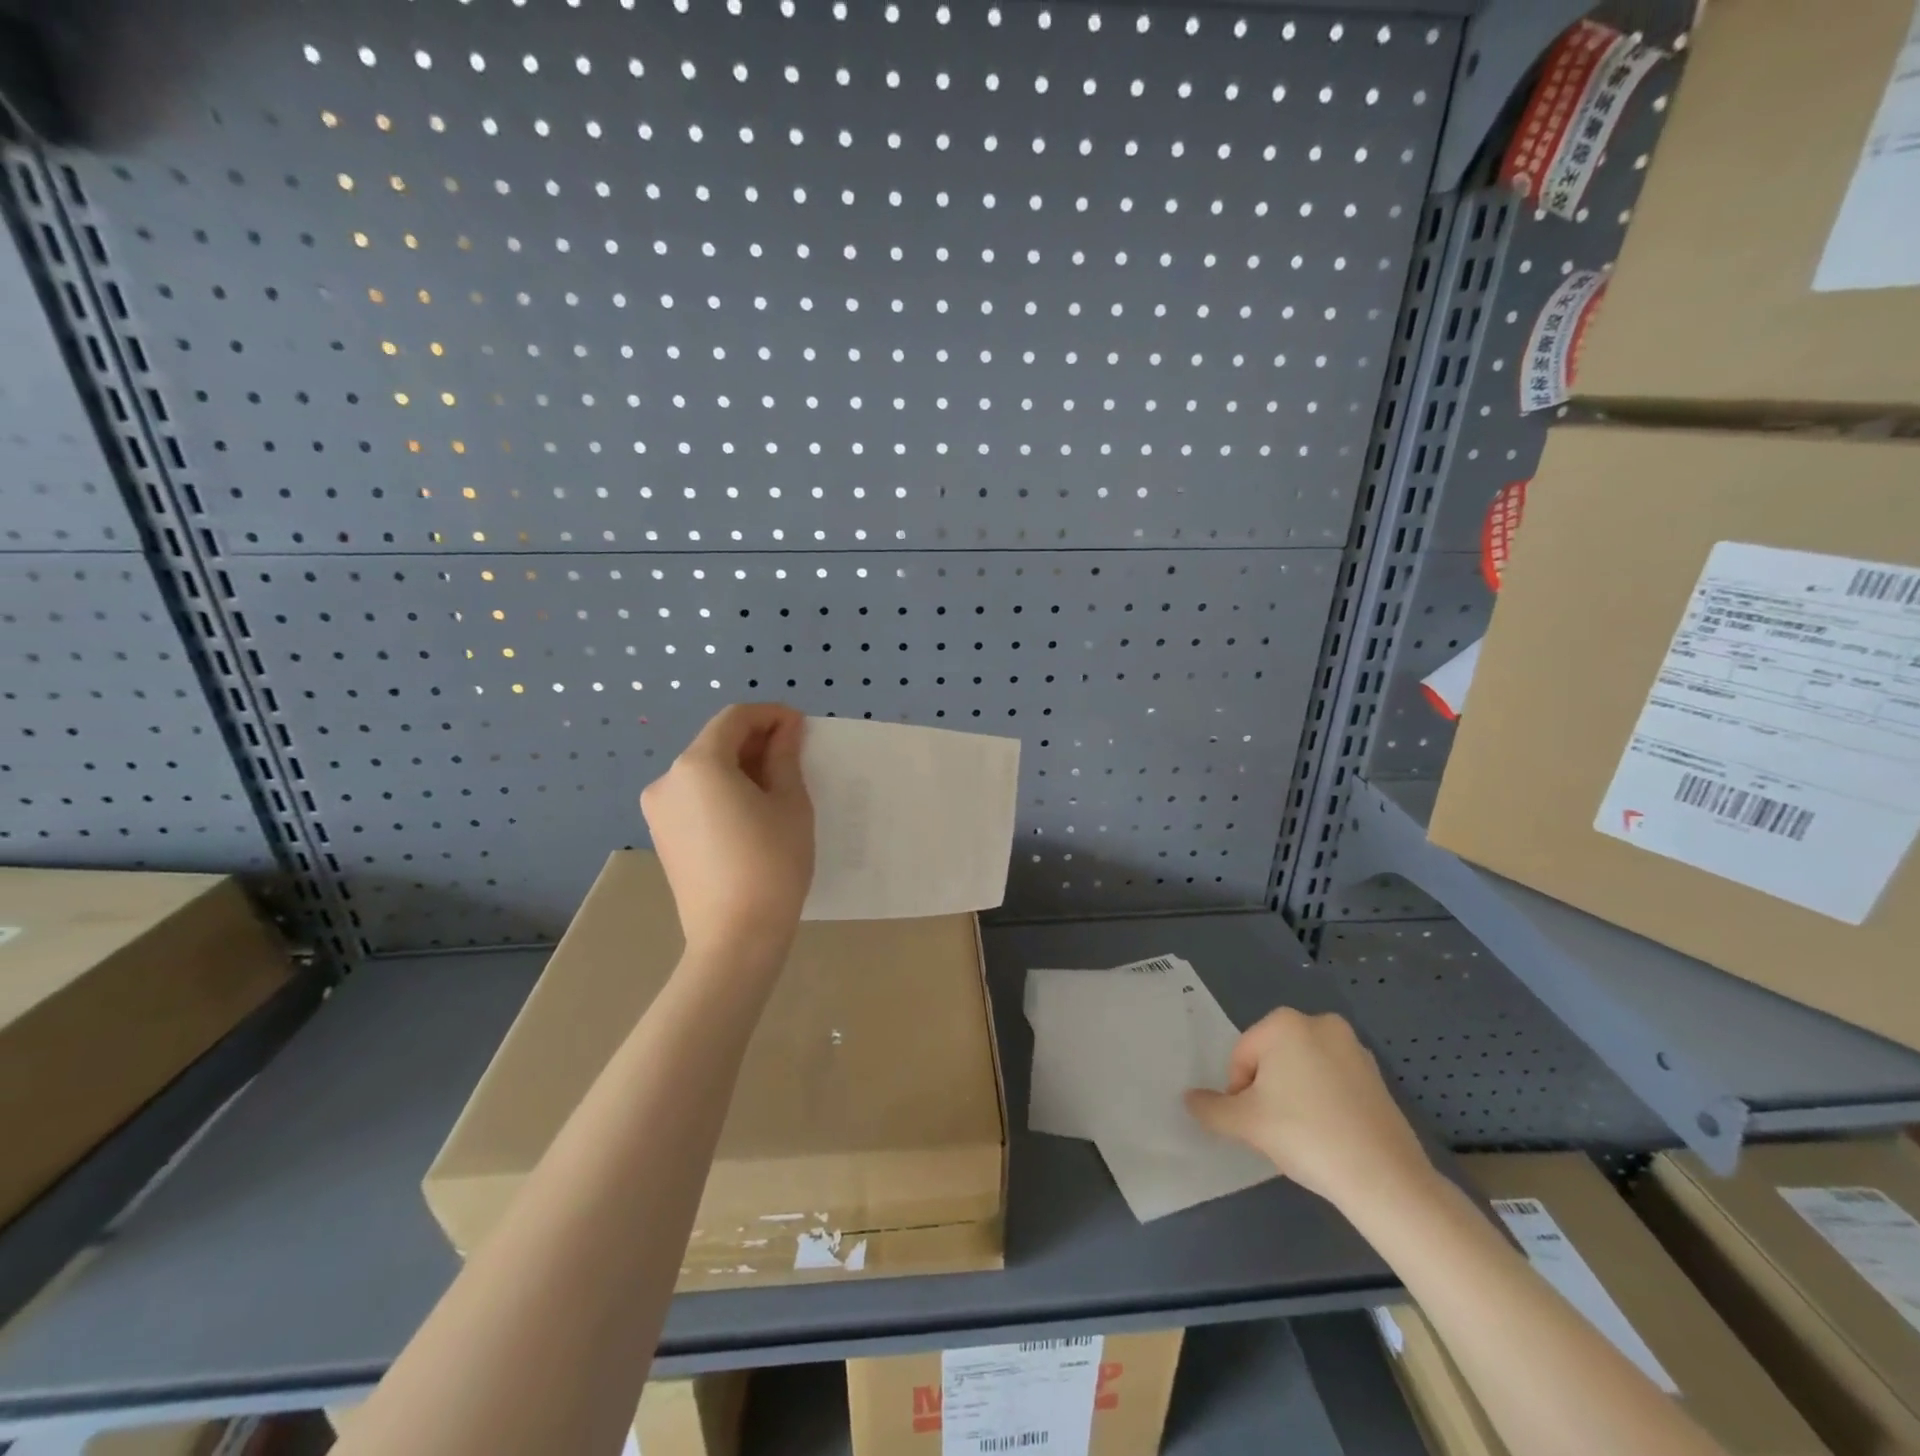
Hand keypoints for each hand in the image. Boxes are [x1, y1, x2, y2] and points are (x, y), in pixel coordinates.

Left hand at [641, 703, 814, 958]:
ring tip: (776, 786)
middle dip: (756, 741)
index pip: (735, 719)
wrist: (735, 937)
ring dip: (740, 766)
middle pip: (716, 742)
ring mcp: (659, 809)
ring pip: (704, 769)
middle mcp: (668, 779)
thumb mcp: (790, 803)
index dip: (770, 715)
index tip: (801, 727)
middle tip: (795, 755)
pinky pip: (695, 796)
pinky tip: (751, 811)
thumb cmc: (772, 864)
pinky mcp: (662, 835)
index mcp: (699, 764)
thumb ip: (785, 756)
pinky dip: (723, 790)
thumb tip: (786, 729)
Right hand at [1184, 1008, 1436, 1211]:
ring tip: (1304, 1135)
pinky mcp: (1378, 1077)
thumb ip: (1211, 1108)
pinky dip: (1324, 1103)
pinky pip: (1334, 1083)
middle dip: (1268, 1091)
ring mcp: (1354, 1048)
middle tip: (1276, 1129)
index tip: (1254, 1124)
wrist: (1384, 1178)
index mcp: (1285, 1023)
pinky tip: (1330, 1136)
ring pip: (1304, 1070)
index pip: (1242, 1057)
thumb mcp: (1245, 1123)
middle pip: (1273, 1059)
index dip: (1240, 1092)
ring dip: (1295, 1096)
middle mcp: (1320, 1024)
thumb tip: (1190, 1099)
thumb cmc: (1305, 1135)